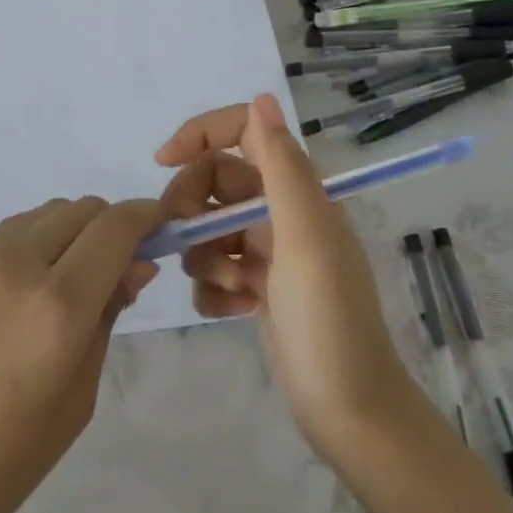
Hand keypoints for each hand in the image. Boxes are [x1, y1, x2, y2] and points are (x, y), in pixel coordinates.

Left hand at [0, 196, 163, 512]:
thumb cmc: (1, 464)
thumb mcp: (76, 400)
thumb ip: (107, 320)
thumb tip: (132, 269)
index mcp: (58, 305)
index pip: (117, 226)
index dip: (149, 216)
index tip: (166, 229)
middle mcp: (21, 262)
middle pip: (85, 208)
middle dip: (115, 227)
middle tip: (124, 271)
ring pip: (52, 211)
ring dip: (79, 229)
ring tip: (80, 279)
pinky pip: (19, 229)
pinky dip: (45, 237)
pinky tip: (41, 282)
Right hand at [156, 94, 416, 457]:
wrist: (350, 415)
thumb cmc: (328, 321)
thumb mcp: (305, 239)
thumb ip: (282, 167)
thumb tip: (261, 98)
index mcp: (299, 190)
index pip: (242, 133)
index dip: (200, 134)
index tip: (162, 161)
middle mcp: (283, 211)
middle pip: (214, 181)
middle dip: (193, 208)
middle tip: (189, 243)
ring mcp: (270, 251)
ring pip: (209, 227)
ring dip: (205, 255)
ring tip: (229, 288)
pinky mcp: (258, 288)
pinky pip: (214, 269)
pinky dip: (214, 288)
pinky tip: (236, 312)